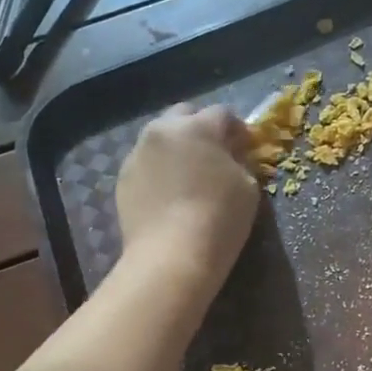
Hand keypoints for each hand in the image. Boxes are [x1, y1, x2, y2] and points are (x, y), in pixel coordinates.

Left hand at [116, 104, 260, 286]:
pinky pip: (146, 164)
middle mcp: (162, 130)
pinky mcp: (123, 178)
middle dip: (201, 128)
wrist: (172, 256)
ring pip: (160, 139)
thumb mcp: (248, 187)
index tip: (245, 148)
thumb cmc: (219, 218)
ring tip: (188, 175)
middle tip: (214, 154)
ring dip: (177, 148)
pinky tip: (169, 195)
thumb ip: (241, 162)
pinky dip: (159, 170)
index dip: (238, 129)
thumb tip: (232, 157)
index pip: (223, 114)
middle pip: (184, 115)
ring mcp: (137, 153)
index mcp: (197, 127)